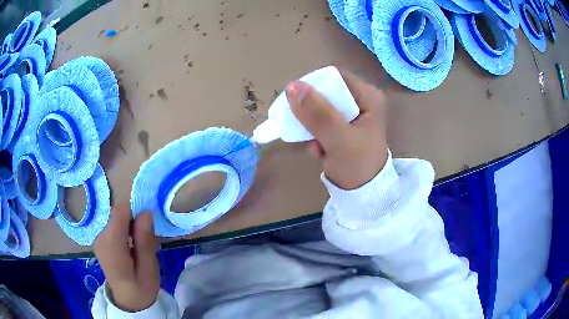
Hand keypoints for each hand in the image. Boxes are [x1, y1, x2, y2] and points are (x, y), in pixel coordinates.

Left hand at [94, 202, 159, 311]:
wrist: (127, 301)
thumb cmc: (141, 288)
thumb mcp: (149, 269)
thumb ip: (145, 242)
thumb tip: (145, 212)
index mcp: (112, 247)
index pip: (119, 212)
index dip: (135, 208)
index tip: (149, 219)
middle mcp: (100, 237)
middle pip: (118, 213)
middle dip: (135, 218)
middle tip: (148, 238)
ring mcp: (98, 237)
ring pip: (116, 217)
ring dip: (131, 224)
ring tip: (140, 244)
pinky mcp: (100, 238)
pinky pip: (114, 223)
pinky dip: (125, 228)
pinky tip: (132, 244)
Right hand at [286, 70, 387, 189]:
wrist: (363, 195)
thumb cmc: (357, 165)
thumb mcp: (338, 138)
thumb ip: (317, 113)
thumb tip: (292, 86)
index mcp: (368, 96)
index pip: (334, 78)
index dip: (314, 87)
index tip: (298, 104)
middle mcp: (362, 100)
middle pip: (326, 93)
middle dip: (313, 115)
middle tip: (307, 131)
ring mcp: (353, 115)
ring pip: (321, 109)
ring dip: (313, 128)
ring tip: (317, 147)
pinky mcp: (344, 127)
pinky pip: (322, 122)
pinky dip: (317, 136)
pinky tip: (321, 152)